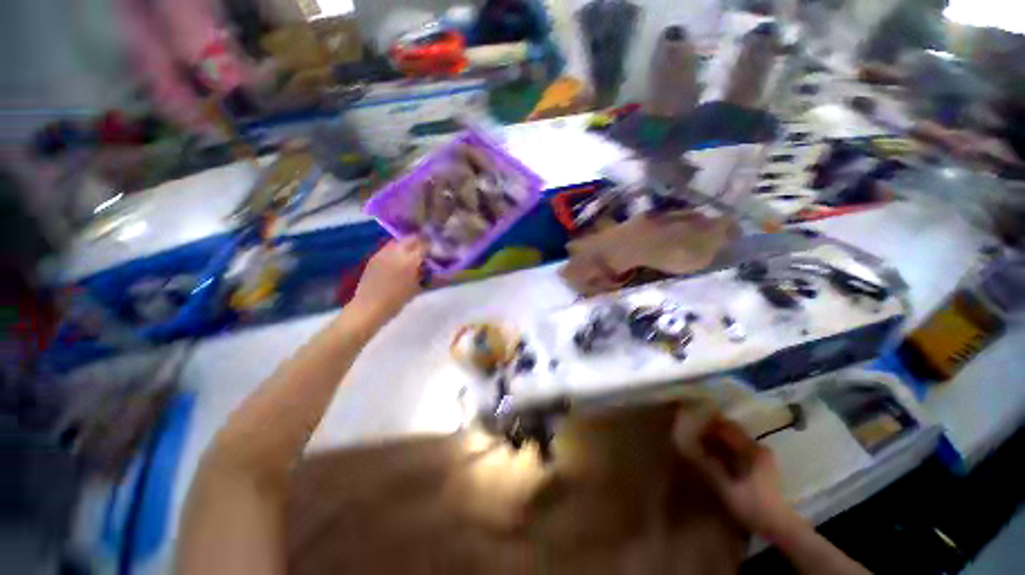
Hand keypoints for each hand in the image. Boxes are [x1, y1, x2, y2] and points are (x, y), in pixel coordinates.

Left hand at [352, 237, 426, 321]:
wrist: (369, 307)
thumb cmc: (396, 301)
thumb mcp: (415, 288)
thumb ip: (422, 273)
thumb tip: (426, 265)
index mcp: (409, 260)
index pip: (424, 245)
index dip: (431, 245)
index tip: (436, 248)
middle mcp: (396, 252)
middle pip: (411, 239)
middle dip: (419, 240)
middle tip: (425, 246)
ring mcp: (383, 253)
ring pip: (398, 241)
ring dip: (407, 244)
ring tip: (411, 252)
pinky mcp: (374, 257)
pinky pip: (388, 248)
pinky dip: (396, 250)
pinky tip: (398, 259)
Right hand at [683, 415, 797, 536]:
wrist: (780, 526)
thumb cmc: (752, 507)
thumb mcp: (727, 489)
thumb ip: (709, 467)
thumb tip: (689, 449)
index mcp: (752, 451)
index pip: (726, 427)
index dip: (707, 423)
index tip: (691, 423)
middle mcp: (758, 448)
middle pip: (731, 430)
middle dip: (711, 429)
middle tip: (693, 432)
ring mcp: (762, 455)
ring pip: (735, 438)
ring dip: (718, 438)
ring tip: (701, 442)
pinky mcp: (762, 464)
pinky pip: (740, 447)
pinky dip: (726, 446)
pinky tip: (715, 454)